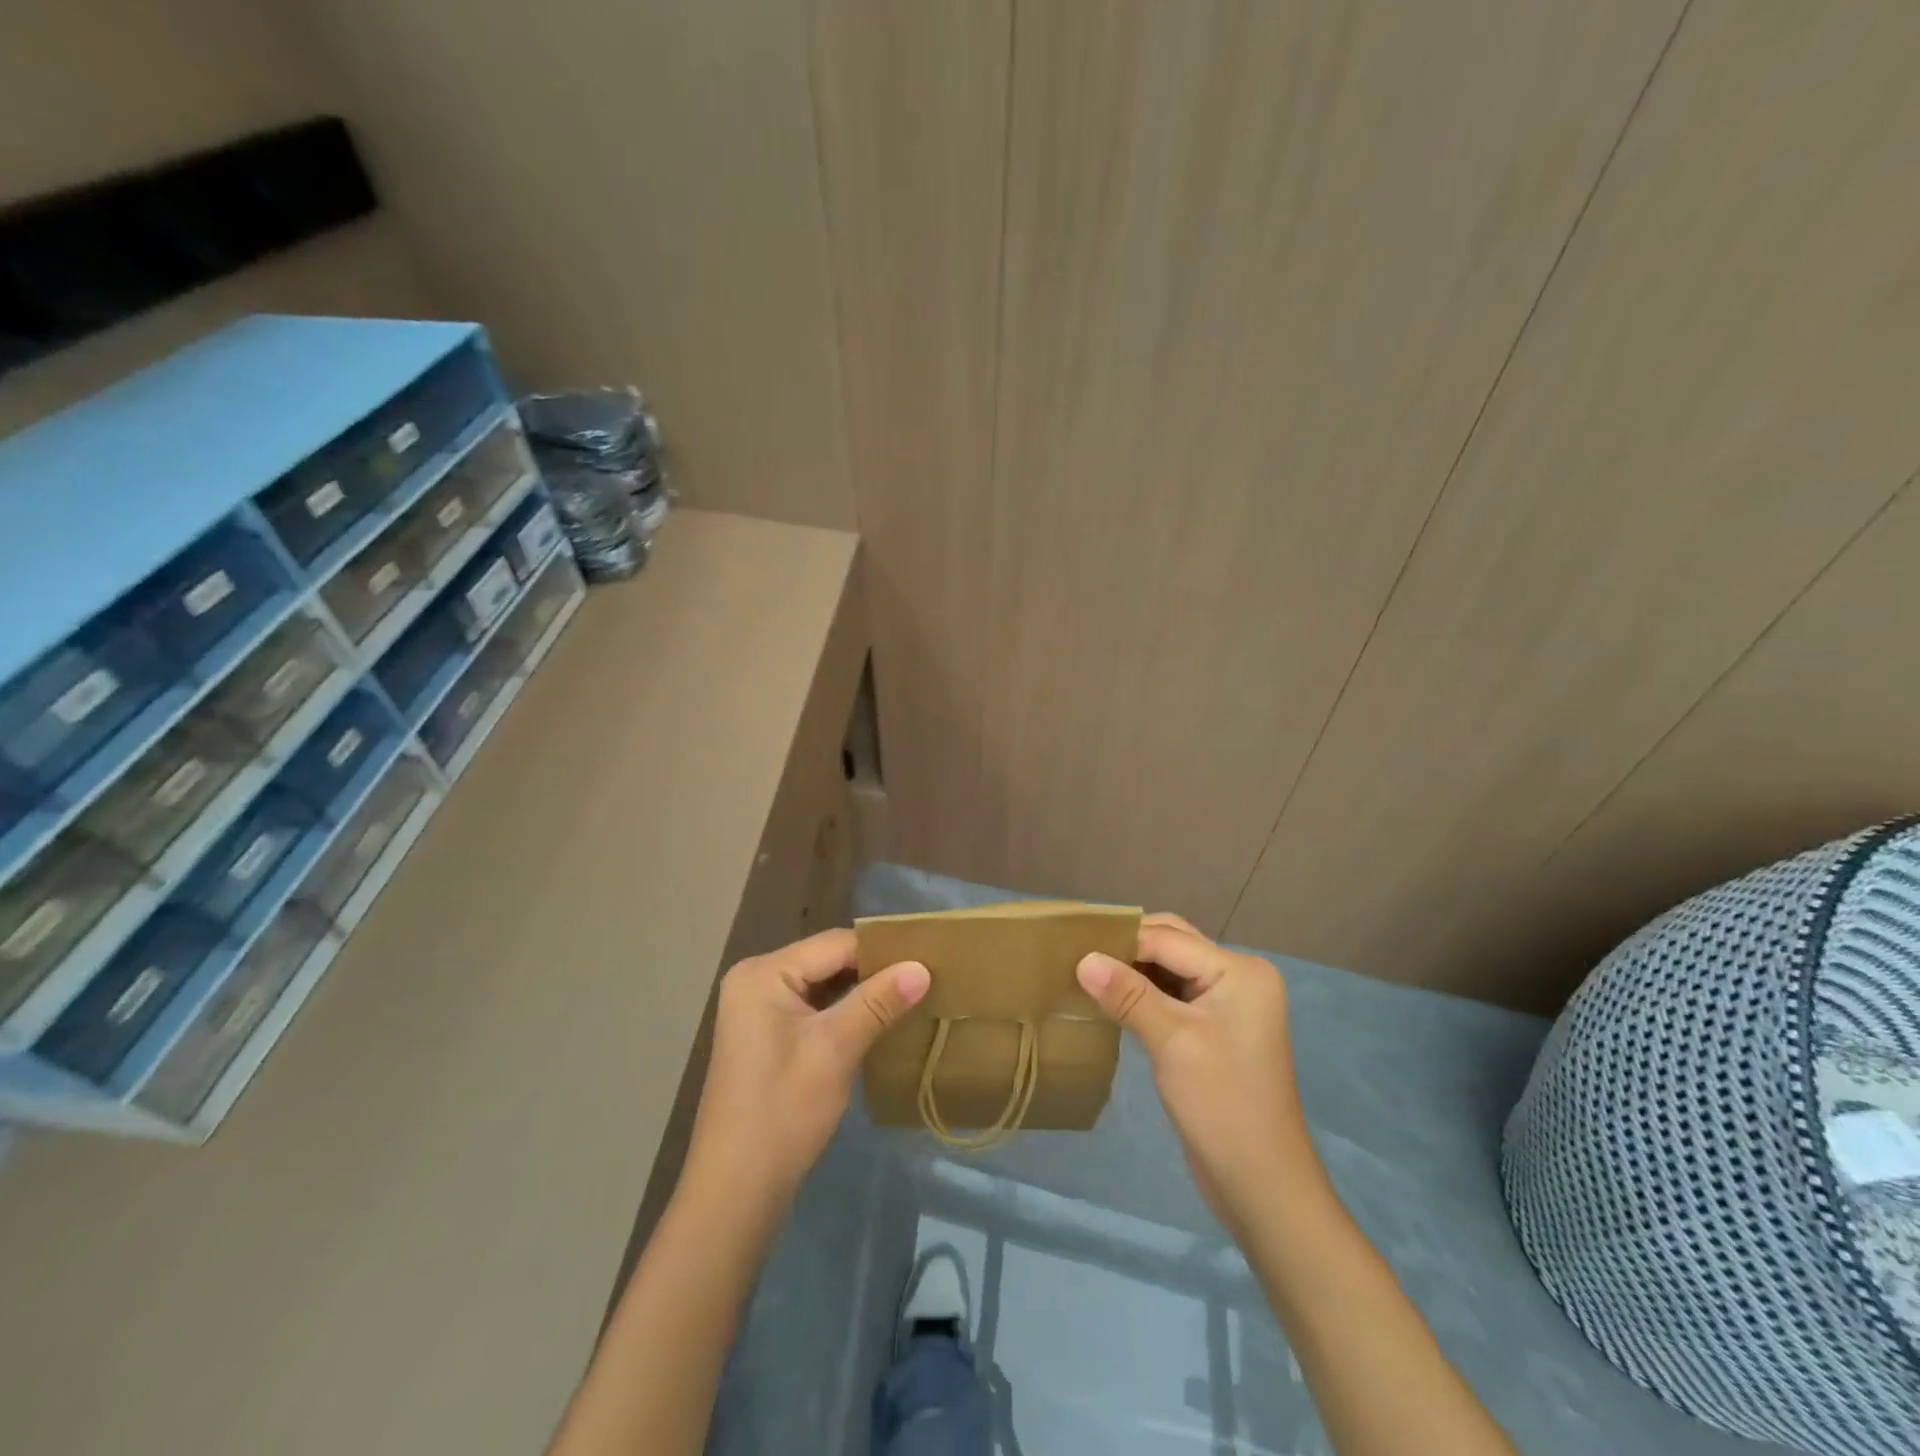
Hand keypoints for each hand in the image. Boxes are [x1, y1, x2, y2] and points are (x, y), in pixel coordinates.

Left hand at [682, 929, 929, 1213]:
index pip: (835, 944)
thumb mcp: (835, 1049)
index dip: (882, 951)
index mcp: (763, 973)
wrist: (736, 1190)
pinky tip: (878, 1022)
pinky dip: (844, 1012)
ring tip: (910, 997)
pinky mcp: (765, 1034)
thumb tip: (922, 966)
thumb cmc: (783, 1110)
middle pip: (828, 961)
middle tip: (924, 979)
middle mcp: (756, 979)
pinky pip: (812, 1007)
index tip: (928, 960)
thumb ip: (879, 1002)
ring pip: (823, 985)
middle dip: (873, 972)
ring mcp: (758, 1008)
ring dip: (862, 993)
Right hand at [1076, 913, 1317, 1229]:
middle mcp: (1238, 977)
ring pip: (1170, 969)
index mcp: (1240, 970)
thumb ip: (1127, 994)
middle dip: (1127, 948)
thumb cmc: (1221, 1104)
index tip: (1072, 945)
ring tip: (1087, 973)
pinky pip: (1173, 995)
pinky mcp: (1214, 1030)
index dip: (1121, 941)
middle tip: (1078, 955)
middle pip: (1172, 945)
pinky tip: (1111, 1000)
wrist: (1261, 1185)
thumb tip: (1083, 958)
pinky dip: (1143, 993)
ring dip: (1132, 970)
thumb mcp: (1171, 1041)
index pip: (1168, 939)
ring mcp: (1228, 1005)